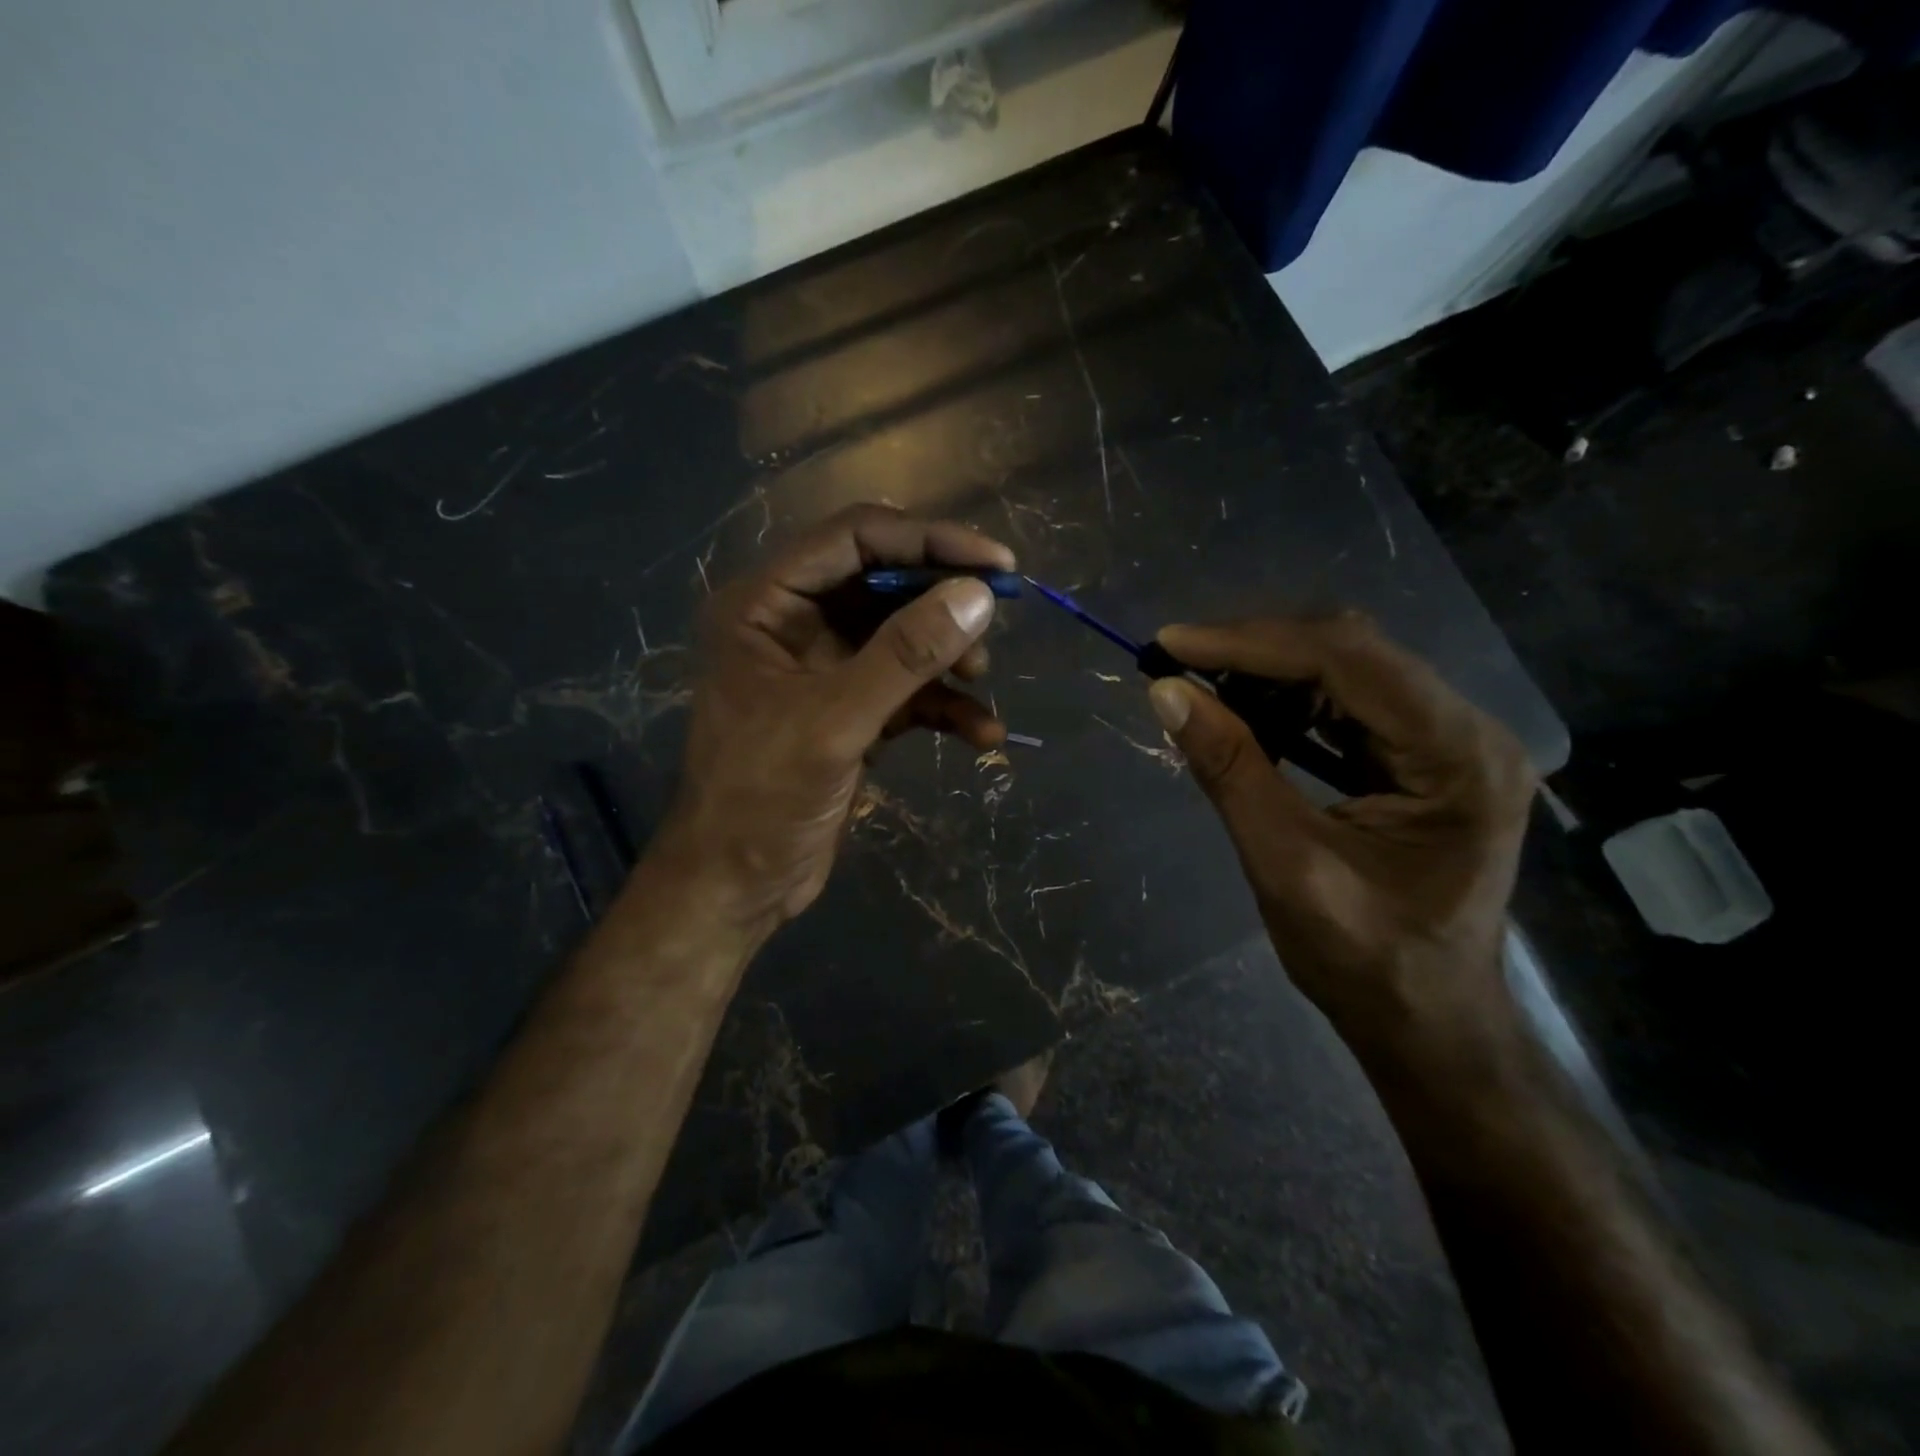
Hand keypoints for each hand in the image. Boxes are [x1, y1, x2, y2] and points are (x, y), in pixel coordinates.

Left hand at [655, 506, 1013, 935]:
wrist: (737, 886)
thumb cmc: (762, 797)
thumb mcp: (835, 721)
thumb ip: (905, 655)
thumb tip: (976, 596)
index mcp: (766, 604)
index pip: (853, 538)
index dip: (927, 540)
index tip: (995, 564)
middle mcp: (794, 624)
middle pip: (883, 583)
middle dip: (941, 602)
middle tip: (995, 618)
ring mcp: (824, 669)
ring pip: (901, 638)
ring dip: (947, 656)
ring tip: (981, 679)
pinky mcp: (850, 712)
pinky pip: (907, 690)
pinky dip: (945, 707)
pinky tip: (982, 734)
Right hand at [1145, 615, 1535, 1067]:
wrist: (1428, 1023)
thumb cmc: (1366, 962)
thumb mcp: (1286, 865)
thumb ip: (1230, 770)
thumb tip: (1165, 693)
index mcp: (1457, 757)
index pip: (1348, 661)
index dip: (1251, 642)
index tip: (1170, 643)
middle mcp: (1466, 731)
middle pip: (1352, 652)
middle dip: (1255, 650)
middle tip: (1175, 661)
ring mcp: (1448, 741)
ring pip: (1346, 670)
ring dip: (1265, 671)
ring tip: (1196, 683)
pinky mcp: (1421, 756)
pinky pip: (1347, 703)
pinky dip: (1285, 700)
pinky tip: (1240, 710)